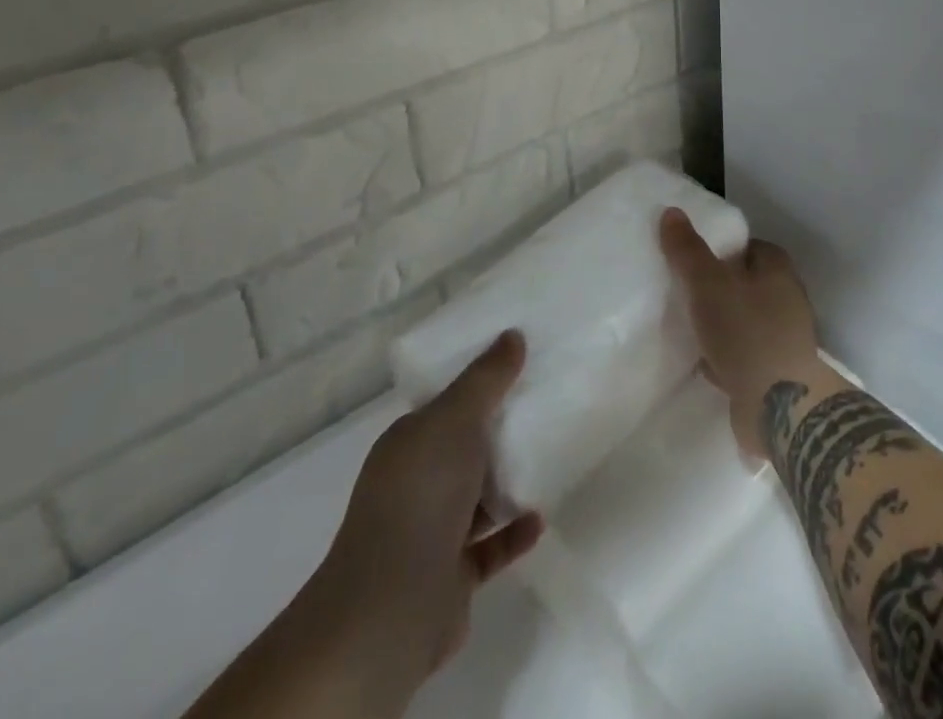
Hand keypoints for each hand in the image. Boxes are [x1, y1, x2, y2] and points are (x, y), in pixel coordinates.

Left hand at [311, 331, 544, 704]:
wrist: (392, 607)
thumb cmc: (421, 496)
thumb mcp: (455, 419)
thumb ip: (486, 378)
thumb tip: (512, 335)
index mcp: (408, 445)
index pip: (444, 407)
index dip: (478, 385)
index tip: (519, 367)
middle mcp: (414, 485)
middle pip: (464, 450)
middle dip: (499, 432)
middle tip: (546, 407)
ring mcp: (430, 534)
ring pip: (477, 498)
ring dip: (508, 483)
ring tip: (551, 458)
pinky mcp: (451, 576)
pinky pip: (490, 546)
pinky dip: (514, 531)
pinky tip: (540, 517)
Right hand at [660, 208, 821, 457]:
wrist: (780, 408)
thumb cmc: (746, 333)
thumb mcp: (708, 285)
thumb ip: (688, 250)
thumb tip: (671, 211)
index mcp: (778, 270)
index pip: (750, 246)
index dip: (723, 249)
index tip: (694, 258)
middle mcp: (787, 299)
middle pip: (747, 283)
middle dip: (719, 288)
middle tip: (686, 292)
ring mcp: (785, 338)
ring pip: (745, 320)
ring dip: (722, 324)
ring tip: (690, 326)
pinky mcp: (777, 372)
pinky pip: (745, 354)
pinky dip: (727, 356)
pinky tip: (704, 363)